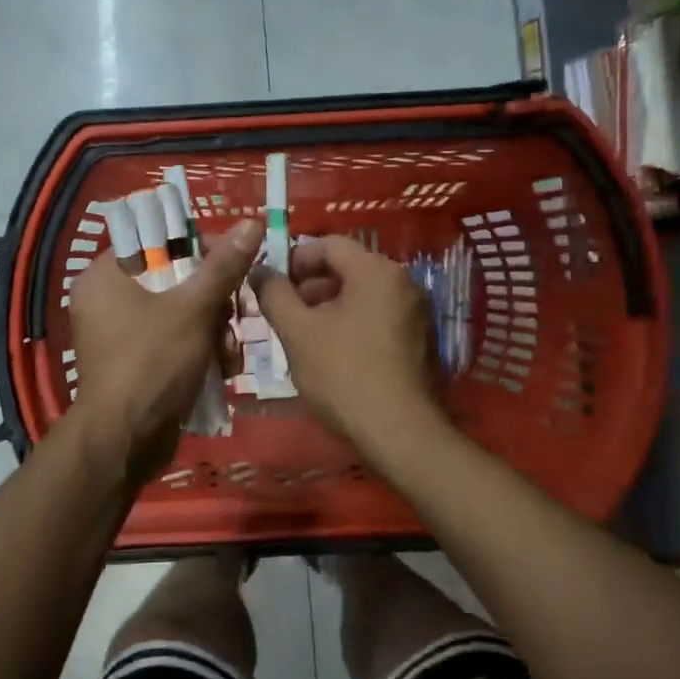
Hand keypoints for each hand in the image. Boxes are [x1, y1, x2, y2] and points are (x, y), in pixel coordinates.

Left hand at [69, 218, 262, 482]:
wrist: (125, 443)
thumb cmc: (153, 362)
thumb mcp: (194, 309)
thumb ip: (224, 266)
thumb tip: (252, 222)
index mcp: (106, 275)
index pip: (157, 241)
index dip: (200, 248)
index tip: (233, 263)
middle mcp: (107, 299)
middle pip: (174, 279)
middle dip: (214, 300)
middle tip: (238, 313)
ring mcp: (120, 334)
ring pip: (180, 313)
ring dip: (214, 330)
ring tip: (230, 353)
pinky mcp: (135, 363)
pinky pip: (173, 341)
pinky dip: (199, 350)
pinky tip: (223, 369)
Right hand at [250, 235, 447, 457]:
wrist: (400, 434)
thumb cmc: (344, 375)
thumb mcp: (298, 332)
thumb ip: (274, 294)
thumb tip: (259, 270)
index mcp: (376, 271)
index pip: (329, 244)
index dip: (294, 259)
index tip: (270, 284)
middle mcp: (403, 282)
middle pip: (347, 268)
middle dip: (309, 286)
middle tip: (282, 312)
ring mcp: (416, 312)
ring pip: (361, 295)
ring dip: (328, 307)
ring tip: (301, 335)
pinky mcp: (420, 340)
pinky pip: (378, 317)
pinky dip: (351, 324)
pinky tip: (331, 353)